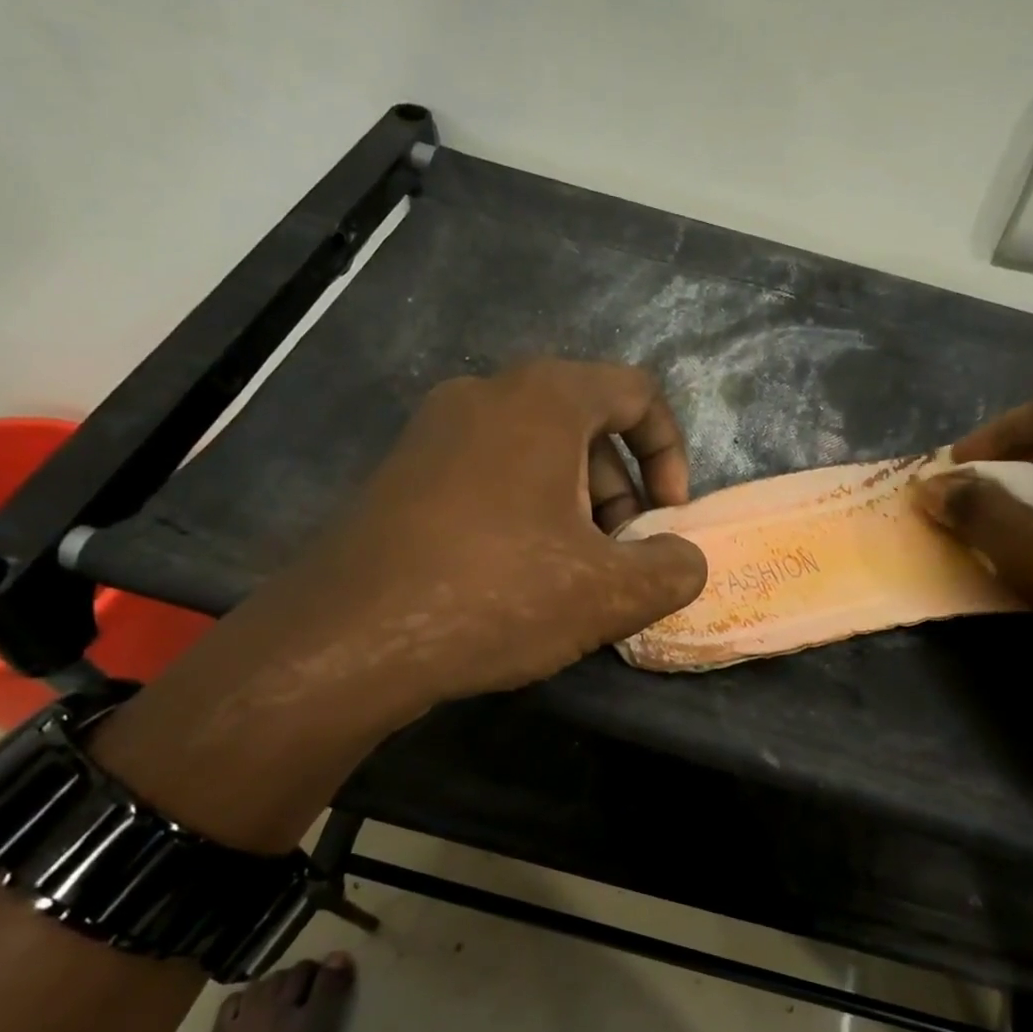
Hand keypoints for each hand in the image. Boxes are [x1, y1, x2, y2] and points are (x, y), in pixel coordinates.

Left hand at [235, 359, 709, 709]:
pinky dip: (524, 514)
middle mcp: (485, 396)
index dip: (670, 453)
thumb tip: (686, 560)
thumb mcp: (609, 592)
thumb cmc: (495, 593)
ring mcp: (434, 433)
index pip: (636, 392)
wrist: (346, 639)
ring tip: (574, 579)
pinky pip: (488, 476)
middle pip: (586, 426)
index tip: (668, 516)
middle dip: (620, 492)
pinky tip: (518, 581)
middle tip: (622, 558)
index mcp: (543, 399)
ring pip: (535, 454)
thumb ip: (672, 568)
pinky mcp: (402, 474)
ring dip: (574, 508)